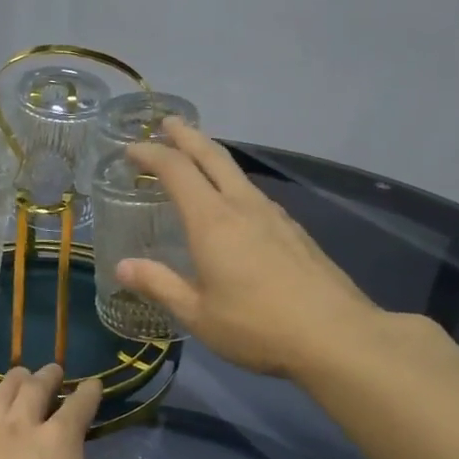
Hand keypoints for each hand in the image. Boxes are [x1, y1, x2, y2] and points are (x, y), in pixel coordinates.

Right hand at [117, 119, 380, 378]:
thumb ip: (159, 285)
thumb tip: (122, 267)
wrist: (336, 335)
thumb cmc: (256, 326)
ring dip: (212, 158)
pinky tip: (235, 204)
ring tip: (197, 160)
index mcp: (212, 221)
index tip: (132, 149)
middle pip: (212, 156)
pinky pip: (255, 194)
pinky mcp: (295, 231)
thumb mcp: (197, 314)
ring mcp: (274, 216)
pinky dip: (233, 184)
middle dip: (187, 136)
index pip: (176, 170)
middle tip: (168, 122)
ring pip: (237, 173)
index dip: (151, 154)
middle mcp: (243, 207)